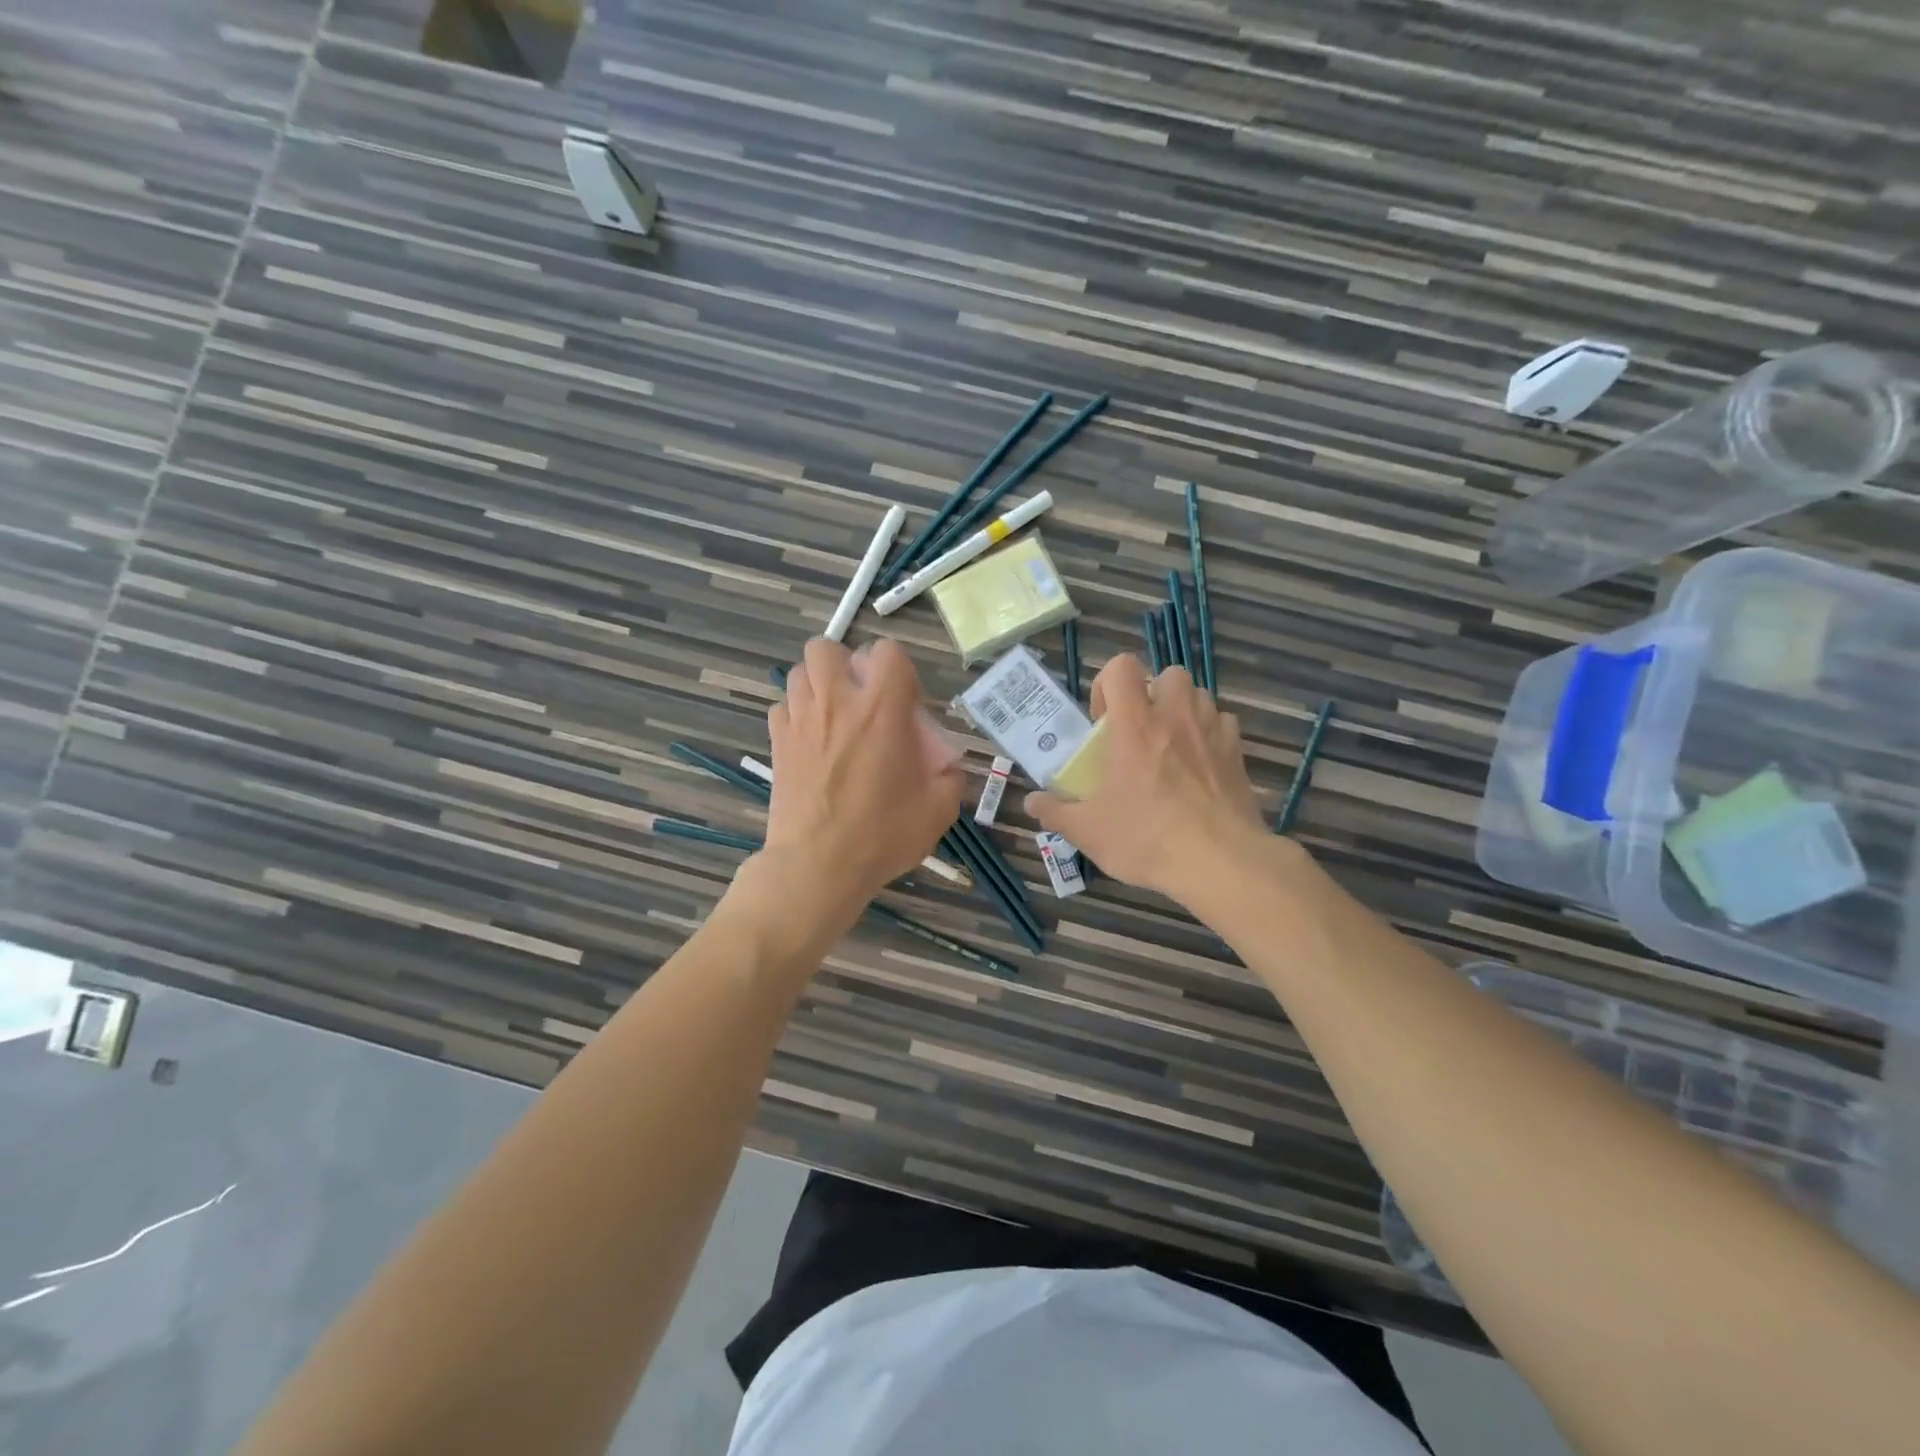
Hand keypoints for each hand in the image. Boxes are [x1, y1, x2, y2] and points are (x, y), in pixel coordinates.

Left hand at [759, 638, 961, 927]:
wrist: (818, 866)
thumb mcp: (938, 810)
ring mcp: (801, 720)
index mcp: (882, 710)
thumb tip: (945, 766)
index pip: (887, 652)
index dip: (898, 669)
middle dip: (844, 664)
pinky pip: (782, 707)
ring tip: (833, 716)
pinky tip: (809, 741)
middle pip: (827, 648)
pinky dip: (796, 714)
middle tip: (859, 699)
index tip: (903, 703)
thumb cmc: (882, 835)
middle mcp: (837, 703)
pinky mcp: (776, 742)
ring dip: (818, 685)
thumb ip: (949, 777)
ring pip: (799, 672)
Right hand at [1026, 654, 1267, 903]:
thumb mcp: (1088, 831)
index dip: (1108, 683)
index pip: (1122, 666)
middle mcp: (1176, 717)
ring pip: (1199, 696)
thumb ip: (1055, 812)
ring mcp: (1213, 732)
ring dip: (1182, 710)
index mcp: (1135, 725)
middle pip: (1168, 674)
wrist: (1221, 863)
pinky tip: (1200, 764)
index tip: (1103, 719)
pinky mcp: (1238, 754)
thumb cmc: (1147, 838)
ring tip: (1170, 745)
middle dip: (1153, 693)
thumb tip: (1031, 802)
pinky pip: (1224, 725)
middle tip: (1140, 730)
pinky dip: (1211, 734)